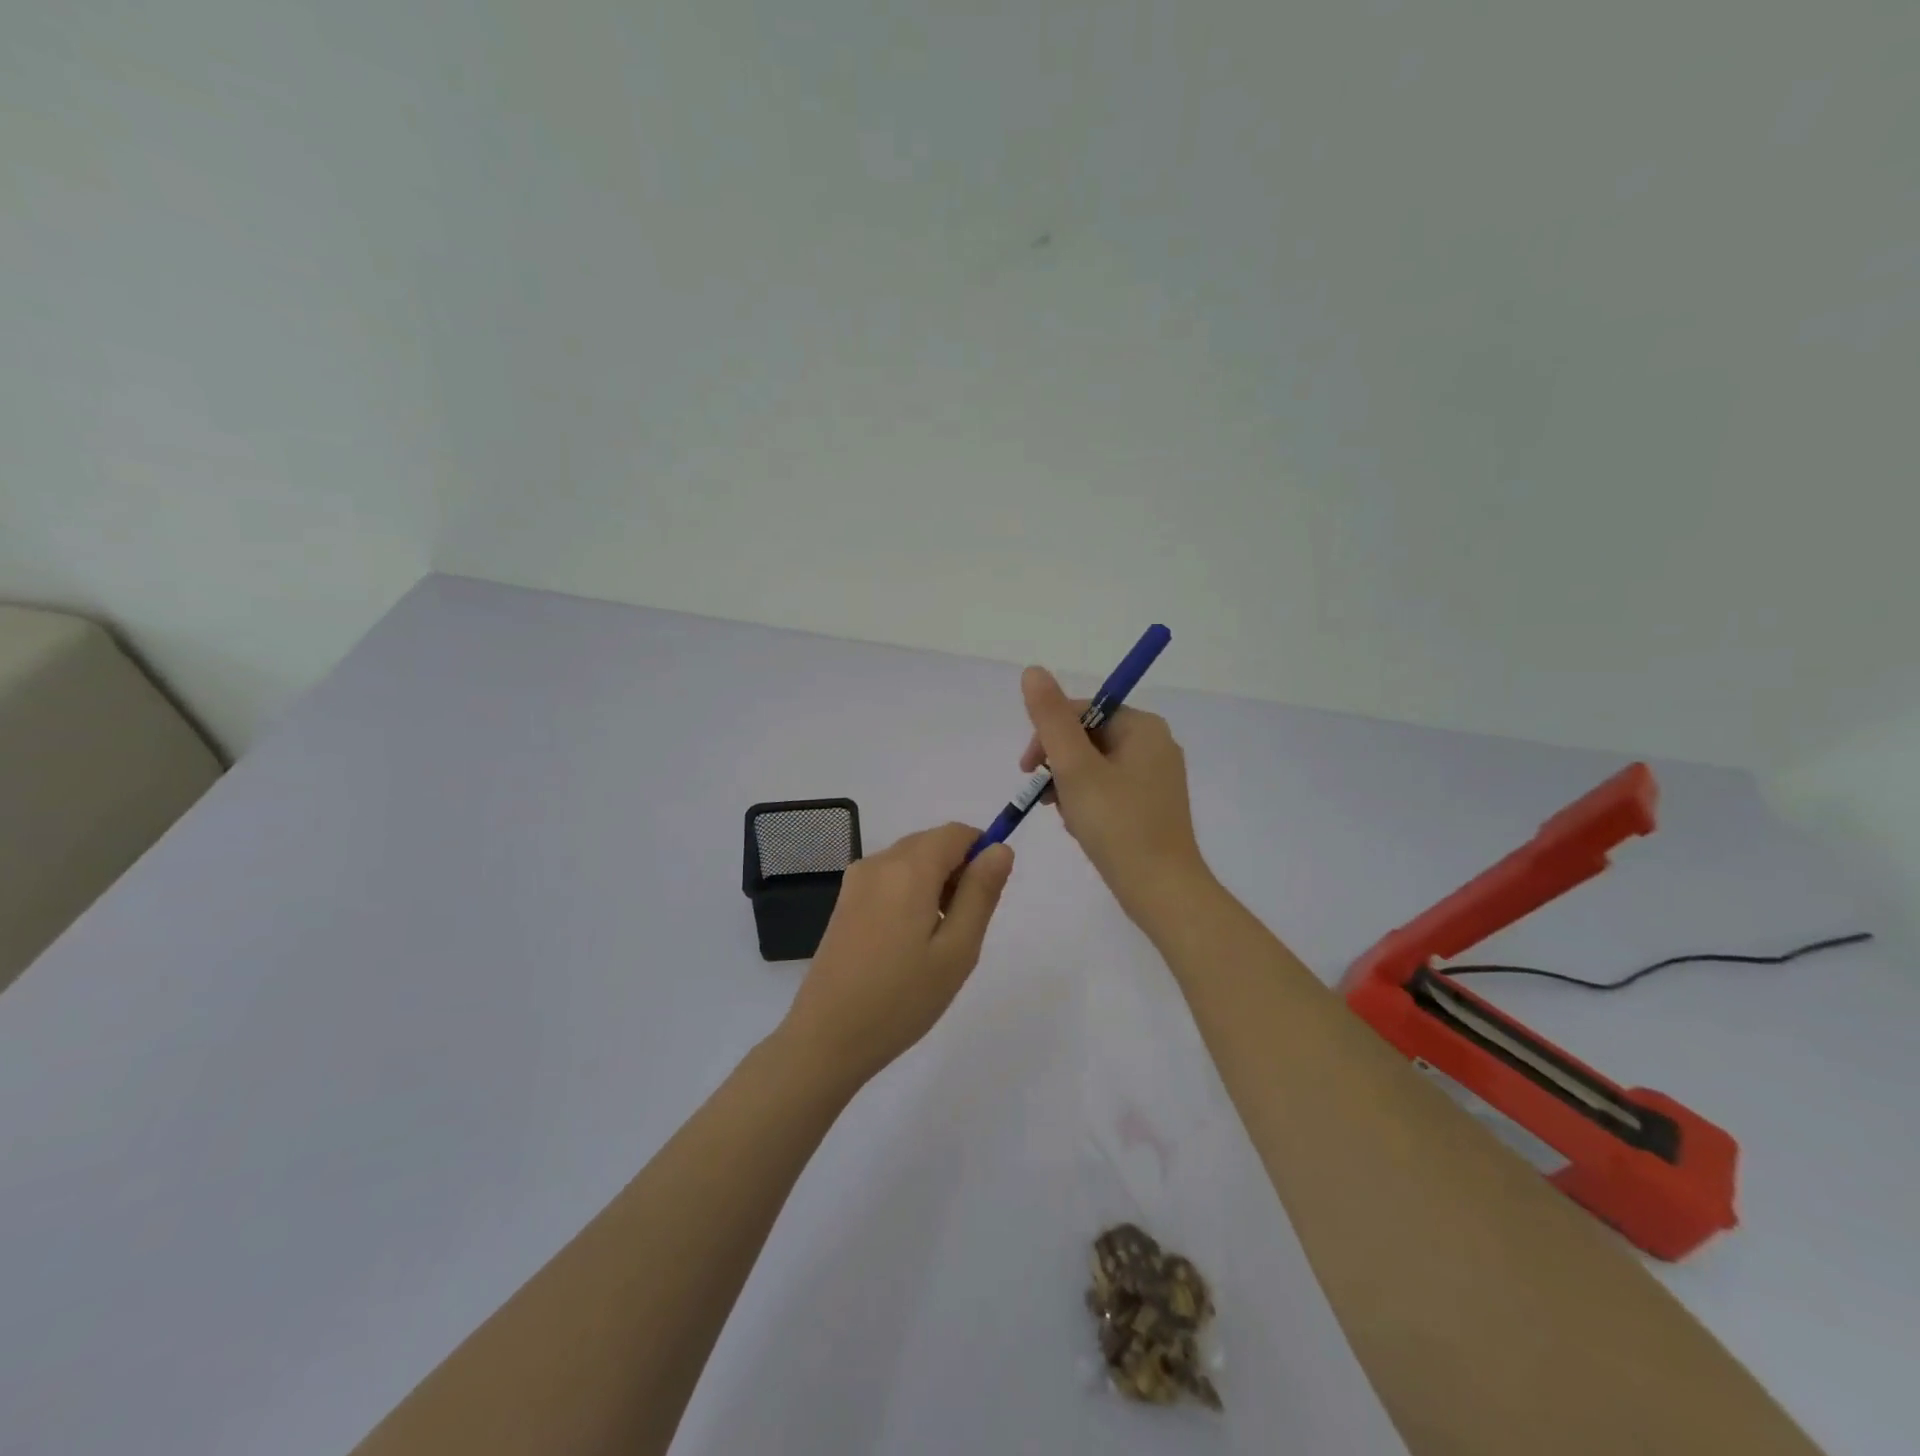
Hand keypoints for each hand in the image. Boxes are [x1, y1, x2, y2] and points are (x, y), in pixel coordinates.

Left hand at [778, 823, 1014, 1086]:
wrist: (827, 1038)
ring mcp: (856, 881)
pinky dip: (910, 894)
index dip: (981, 853)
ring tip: (935, 942)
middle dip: (957, 871)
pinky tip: (907, 943)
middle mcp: (879, 863)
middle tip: (962, 928)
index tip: (985, 898)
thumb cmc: (901, 998)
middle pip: (932, 844)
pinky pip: (889, 879)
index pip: (957, 833)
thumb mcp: (957, 950)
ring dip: (934, 884)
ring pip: (911, 861)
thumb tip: (1000, 848)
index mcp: (908, 869)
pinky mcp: (845, 901)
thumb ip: (981, 892)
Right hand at [1019, 665, 1210, 926]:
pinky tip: (1079, 827)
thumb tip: (1032, 670)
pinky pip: (1107, 788)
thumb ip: (1051, 719)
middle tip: (1047, 798)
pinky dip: (1086, 802)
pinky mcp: (1150, 805)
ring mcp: (1155, 777)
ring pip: (1093, 765)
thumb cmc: (1117, 825)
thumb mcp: (1075, 768)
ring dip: (1068, 786)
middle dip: (1058, 765)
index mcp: (1143, 727)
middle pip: (1087, 737)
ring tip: (1065, 816)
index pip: (1082, 710)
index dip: (1048, 734)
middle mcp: (1154, 745)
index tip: (1027, 769)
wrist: (1161, 891)